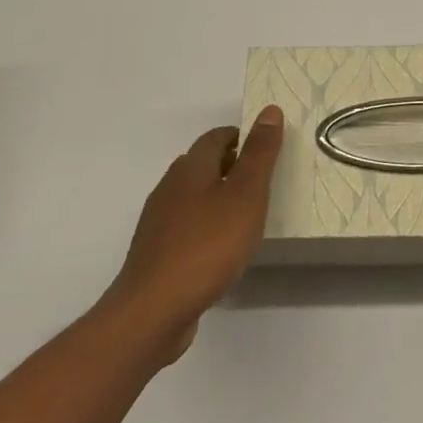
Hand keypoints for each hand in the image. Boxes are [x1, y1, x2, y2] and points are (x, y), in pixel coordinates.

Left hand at [102, 107, 282, 359]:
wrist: (152, 311)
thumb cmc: (207, 245)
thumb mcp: (246, 194)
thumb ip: (260, 153)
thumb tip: (269, 110)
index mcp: (191, 166)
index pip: (217, 136)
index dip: (243, 137)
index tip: (268, 150)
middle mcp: (170, 186)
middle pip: (204, 164)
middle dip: (232, 167)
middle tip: (264, 183)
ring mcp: (159, 222)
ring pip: (193, 197)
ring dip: (218, 199)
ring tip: (247, 217)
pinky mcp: (155, 254)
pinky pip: (186, 228)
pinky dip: (206, 228)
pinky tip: (222, 251)